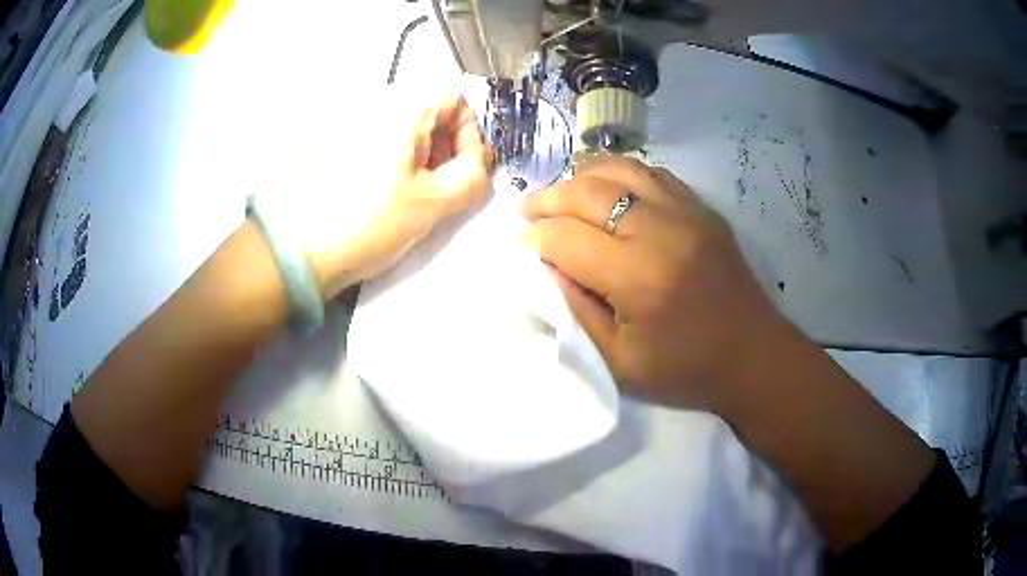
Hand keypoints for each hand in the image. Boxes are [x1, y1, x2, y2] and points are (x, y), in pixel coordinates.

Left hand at [301, 93, 493, 298]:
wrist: (298, 251)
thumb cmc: (370, 223)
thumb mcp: (434, 203)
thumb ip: (473, 174)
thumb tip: (478, 159)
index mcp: (402, 107)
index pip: (456, 98)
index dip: (469, 133)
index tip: (463, 169)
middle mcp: (373, 101)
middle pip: (426, 110)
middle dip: (442, 144)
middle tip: (437, 186)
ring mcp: (346, 119)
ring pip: (399, 124)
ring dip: (415, 153)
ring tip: (406, 193)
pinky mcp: (327, 140)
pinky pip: (372, 136)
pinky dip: (387, 156)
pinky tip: (377, 191)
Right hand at [521, 157, 788, 410]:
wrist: (753, 355)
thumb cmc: (685, 369)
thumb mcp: (618, 361)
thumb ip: (575, 310)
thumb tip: (544, 266)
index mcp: (638, 278)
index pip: (566, 238)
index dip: (534, 239)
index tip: (521, 247)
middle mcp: (661, 232)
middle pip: (587, 193)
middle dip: (547, 200)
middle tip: (528, 213)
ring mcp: (686, 212)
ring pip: (618, 171)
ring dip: (579, 178)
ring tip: (560, 195)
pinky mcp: (702, 208)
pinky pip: (650, 173)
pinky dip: (617, 173)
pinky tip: (604, 188)